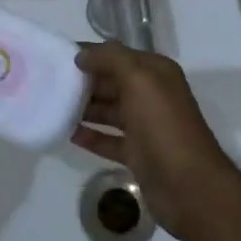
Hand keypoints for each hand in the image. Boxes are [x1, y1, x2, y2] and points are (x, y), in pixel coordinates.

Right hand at [71, 42, 239, 237]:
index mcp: (155, 73)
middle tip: (50, 82)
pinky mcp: (139, 155)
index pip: (117, 55)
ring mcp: (145, 127)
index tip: (58, 56)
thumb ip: (110, 59)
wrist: (189, 186)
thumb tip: (82, 55)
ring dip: (85, 108)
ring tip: (54, 106)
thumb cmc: (163, 125)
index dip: (90, 54)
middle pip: (112, 82)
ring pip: (110, 111)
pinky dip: (92, 137)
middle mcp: (151, 95)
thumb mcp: (138, 79)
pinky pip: (110, 140)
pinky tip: (69, 134)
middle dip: (84, 81)